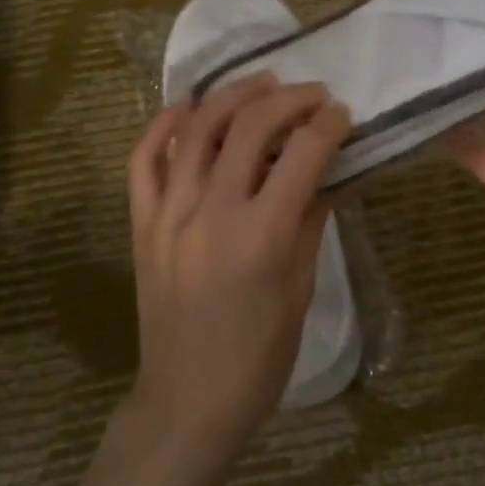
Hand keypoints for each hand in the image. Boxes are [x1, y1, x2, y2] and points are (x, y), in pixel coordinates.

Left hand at [126, 76, 351, 460]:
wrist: (187, 401)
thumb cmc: (258, 359)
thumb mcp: (300, 291)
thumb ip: (310, 223)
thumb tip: (324, 173)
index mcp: (262, 237)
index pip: (302, 155)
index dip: (328, 125)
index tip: (342, 114)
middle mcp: (212, 213)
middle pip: (251, 128)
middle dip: (289, 100)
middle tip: (312, 94)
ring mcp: (169, 214)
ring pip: (197, 129)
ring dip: (233, 96)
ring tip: (262, 84)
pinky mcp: (142, 223)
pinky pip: (143, 160)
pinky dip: (163, 125)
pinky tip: (188, 108)